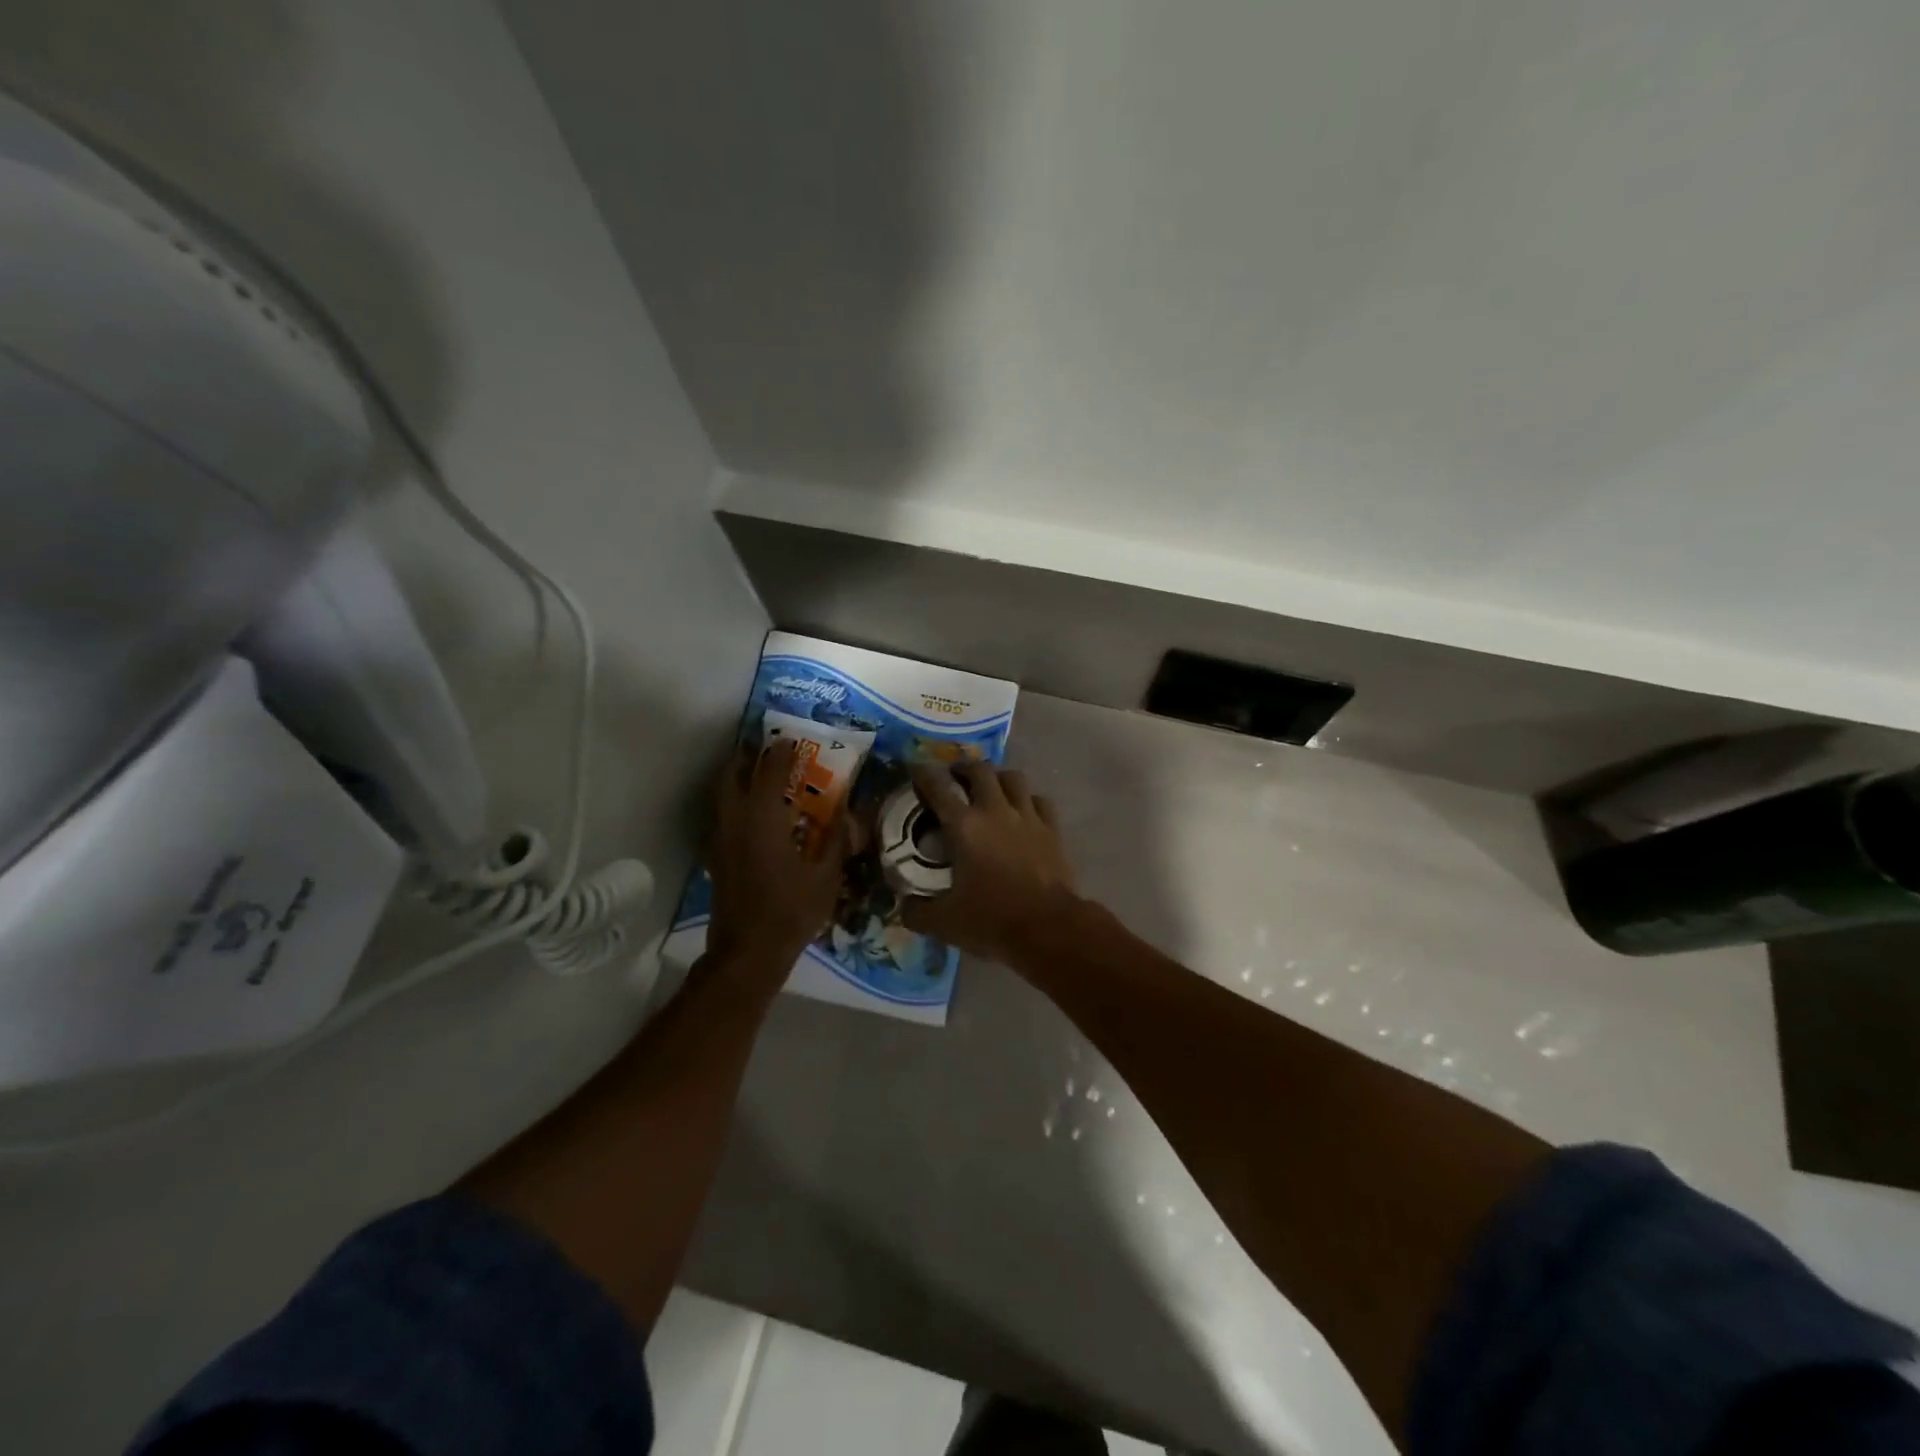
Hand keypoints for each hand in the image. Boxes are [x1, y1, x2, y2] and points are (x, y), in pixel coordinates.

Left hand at [706, 740, 845, 985]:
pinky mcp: (716, 857)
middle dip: (746, 757)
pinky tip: (752, 814)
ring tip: (756, 774)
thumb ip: (836, 837)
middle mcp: (736, 820)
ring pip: (720, 795)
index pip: (770, 771)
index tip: (792, 740)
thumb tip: (846, 809)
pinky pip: (721, 815)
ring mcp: (720, 839)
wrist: (749, 951)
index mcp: (764, 818)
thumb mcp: (827, 874)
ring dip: (735, 777)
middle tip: (764, 750)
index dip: (781, 753)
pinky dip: (733, 802)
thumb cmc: (793, 910)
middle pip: (731, 775)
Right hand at [903, 761, 1077, 962]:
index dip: (923, 774)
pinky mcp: (1052, 829)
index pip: (938, 787)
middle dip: (963, 768)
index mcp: (964, 827)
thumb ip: (916, 911)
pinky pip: (1039, 800)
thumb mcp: (943, 923)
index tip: (915, 769)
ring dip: (998, 777)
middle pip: (979, 770)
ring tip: (990, 787)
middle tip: (954, 777)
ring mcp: (1028, 817)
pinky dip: (1028, 800)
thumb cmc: (992, 920)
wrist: (1049, 929)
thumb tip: (903, 906)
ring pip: (1013, 777)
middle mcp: (995, 811)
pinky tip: (1023, 810)